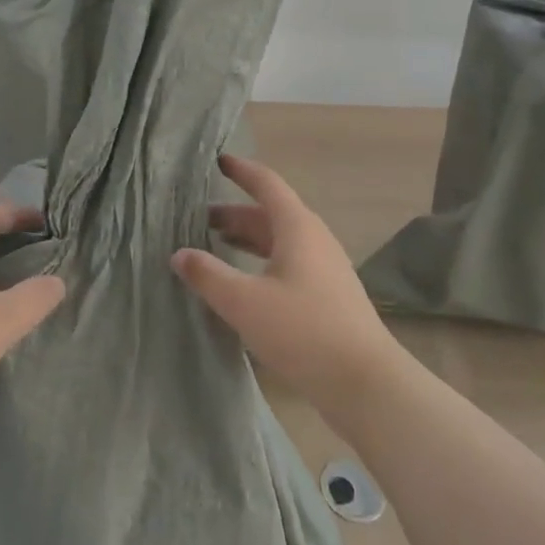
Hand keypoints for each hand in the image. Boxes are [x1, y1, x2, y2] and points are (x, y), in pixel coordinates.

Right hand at [172, 155, 405, 423]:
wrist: (366, 383)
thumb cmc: (303, 331)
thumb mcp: (245, 302)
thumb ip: (208, 275)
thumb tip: (179, 254)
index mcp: (297, 227)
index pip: (266, 184)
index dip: (241, 171)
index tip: (218, 161)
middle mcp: (313, 239)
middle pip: (269, 214)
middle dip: (234, 213)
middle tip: (198, 219)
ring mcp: (324, 268)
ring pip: (278, 240)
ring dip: (247, 238)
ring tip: (215, 245)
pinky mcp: (327, 295)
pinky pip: (287, 263)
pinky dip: (260, 261)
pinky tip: (243, 284)